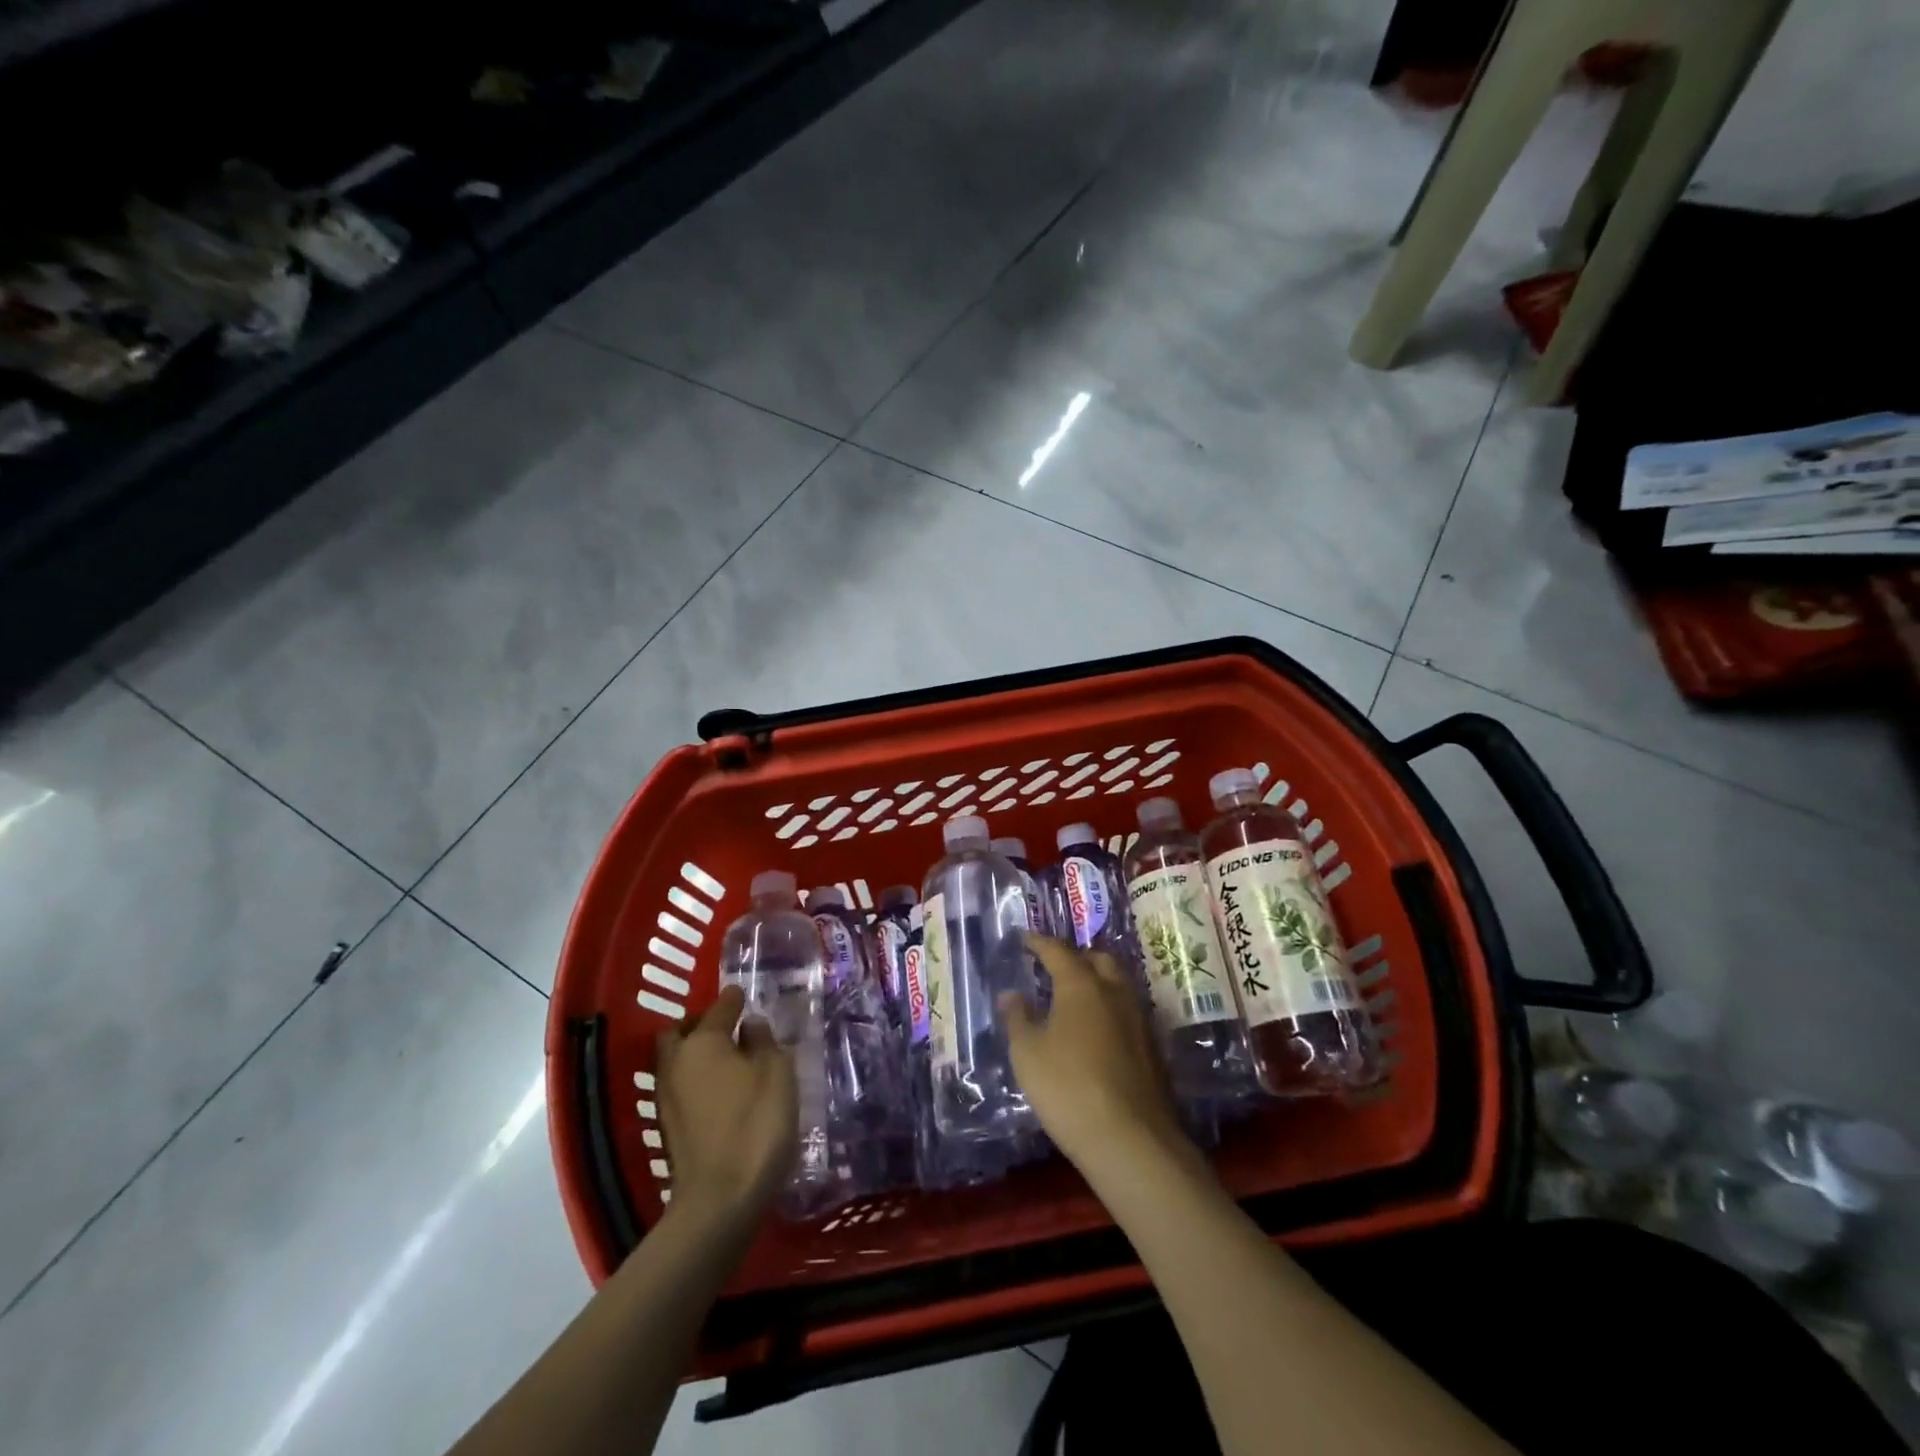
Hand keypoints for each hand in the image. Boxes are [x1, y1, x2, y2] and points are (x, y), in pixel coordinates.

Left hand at [655, 986, 796, 1221]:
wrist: (720, 1200)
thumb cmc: (756, 1123)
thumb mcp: (776, 1072)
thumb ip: (764, 1041)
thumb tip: (750, 1026)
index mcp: (702, 1041)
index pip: (719, 1007)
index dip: (734, 999)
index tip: (744, 994)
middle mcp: (676, 1062)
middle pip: (683, 1032)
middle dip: (702, 1024)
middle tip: (730, 1029)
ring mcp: (666, 1097)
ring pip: (677, 1060)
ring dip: (697, 1053)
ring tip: (729, 1060)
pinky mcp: (667, 1127)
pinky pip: (681, 1086)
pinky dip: (697, 1080)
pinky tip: (721, 1091)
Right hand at [999, 936, 1184, 1173]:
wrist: (1132, 1140)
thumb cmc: (1068, 1088)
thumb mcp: (1028, 1054)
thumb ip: (1018, 1018)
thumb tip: (1012, 994)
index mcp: (1082, 985)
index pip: (1058, 951)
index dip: (1039, 942)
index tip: (1025, 938)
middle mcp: (1115, 992)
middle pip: (1098, 959)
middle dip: (1076, 957)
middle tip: (1055, 966)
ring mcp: (1140, 1019)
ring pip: (1118, 985)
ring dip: (1097, 982)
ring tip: (1076, 996)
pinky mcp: (1153, 1048)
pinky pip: (1128, 1012)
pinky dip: (1110, 1009)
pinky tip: (1098, 1031)